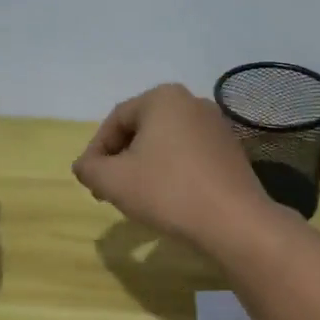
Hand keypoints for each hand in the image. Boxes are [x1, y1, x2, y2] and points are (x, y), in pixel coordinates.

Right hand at [73, 84, 277, 249]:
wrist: (234, 221)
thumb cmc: (168, 191)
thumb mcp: (113, 181)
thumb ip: (89, 168)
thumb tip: (85, 166)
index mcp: (163, 98)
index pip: (115, 120)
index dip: (96, 151)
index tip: (90, 181)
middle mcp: (192, 102)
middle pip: (142, 129)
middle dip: (121, 159)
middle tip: (109, 190)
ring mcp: (216, 125)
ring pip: (166, 143)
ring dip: (145, 166)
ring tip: (136, 197)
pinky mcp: (231, 150)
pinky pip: (189, 155)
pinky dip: (172, 172)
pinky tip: (168, 198)